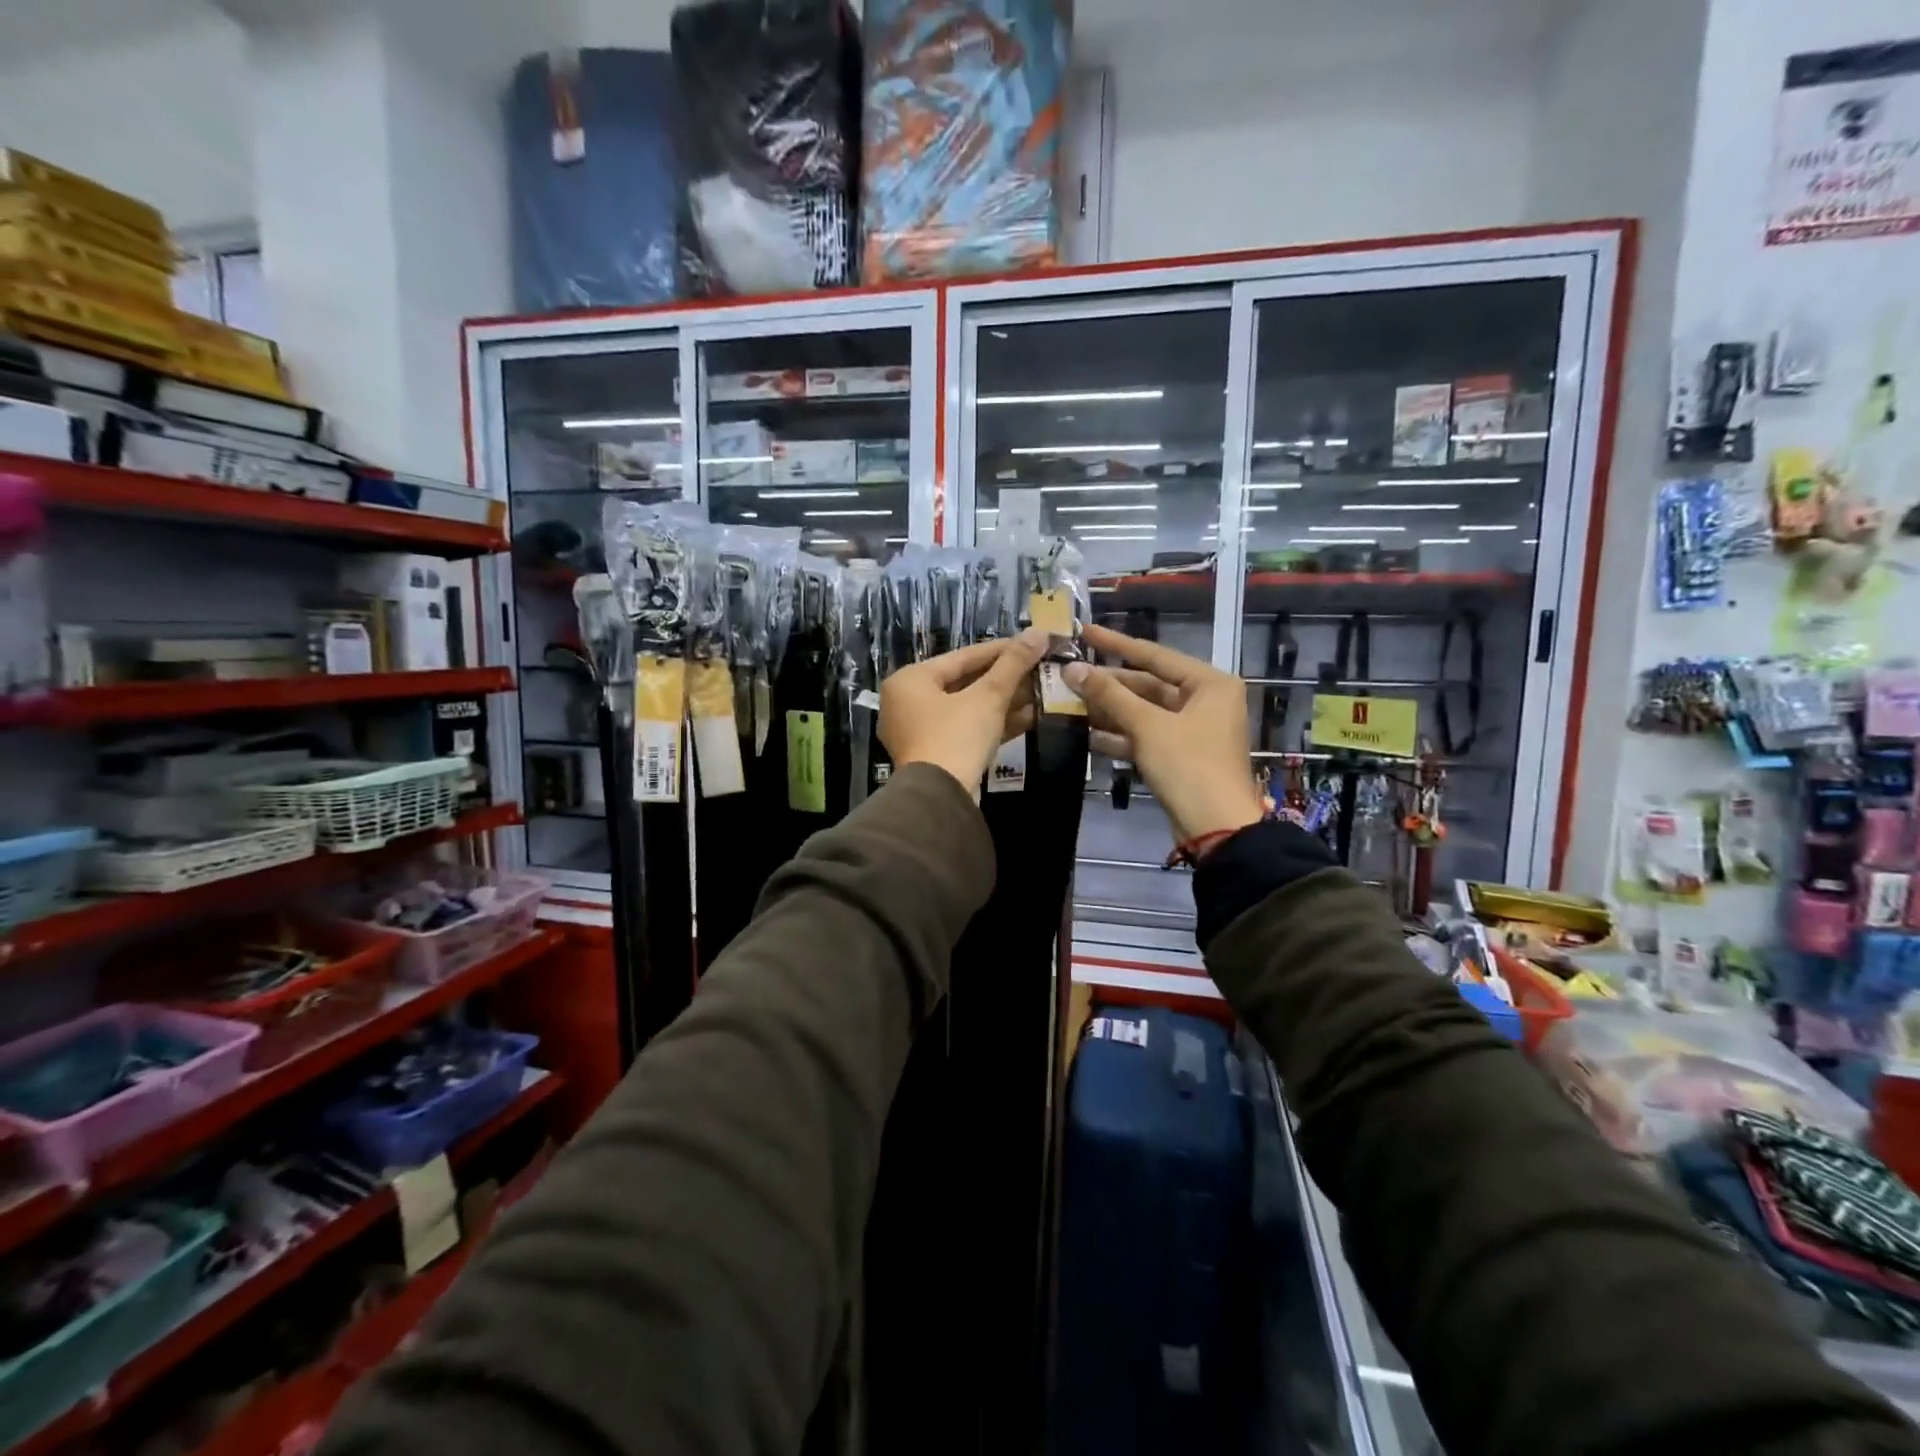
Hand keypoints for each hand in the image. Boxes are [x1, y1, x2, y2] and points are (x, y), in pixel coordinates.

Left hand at [879, 629, 1046, 798]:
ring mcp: (920, 732)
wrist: (939, 799)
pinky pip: (967, 730)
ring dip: (1005, 701)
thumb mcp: (987, 697)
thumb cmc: (956, 737)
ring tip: (1042, 691)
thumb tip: (1039, 632)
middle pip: (965, 682)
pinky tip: (1031, 717)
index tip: (1031, 642)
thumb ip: (1012, 665)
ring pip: (968, 708)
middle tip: (1040, 668)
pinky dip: (995, 723)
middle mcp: (908, 703)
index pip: (962, 657)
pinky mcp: (936, 755)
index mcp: (910, 680)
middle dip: (1006, 678)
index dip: (1001, 649)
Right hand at [1063, 624, 1264, 841]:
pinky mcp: (1179, 755)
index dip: (1116, 644)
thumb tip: (1072, 668)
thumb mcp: (1148, 726)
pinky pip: (1145, 736)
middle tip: (1068, 675)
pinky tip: (1087, 734)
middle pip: (1147, 685)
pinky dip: (1120, 736)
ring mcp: (1192, 729)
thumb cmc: (1189, 765)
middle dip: (1108, 684)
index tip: (1085, 632)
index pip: (1154, 655)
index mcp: (1209, 683)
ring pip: (1143, 712)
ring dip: (1109, 711)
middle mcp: (1205, 700)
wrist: (1216, 828)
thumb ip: (1110, 695)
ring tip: (1069, 702)